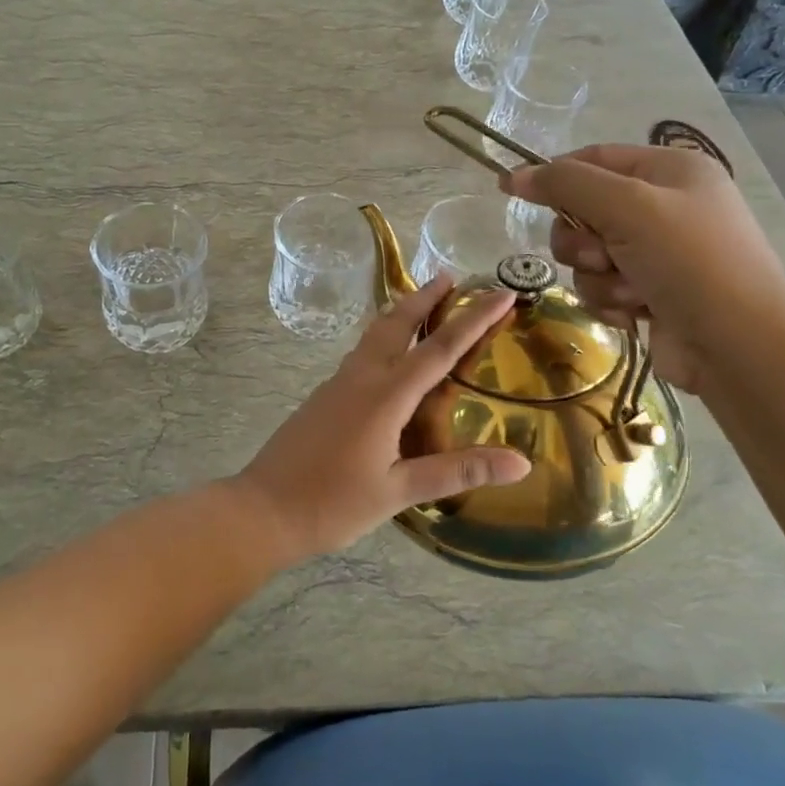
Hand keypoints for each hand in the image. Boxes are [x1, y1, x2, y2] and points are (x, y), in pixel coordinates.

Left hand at [237, 276, 530, 556]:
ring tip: (422, 302)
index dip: (475, 319)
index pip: (440, 348)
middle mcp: (362, 377)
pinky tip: (389, 355)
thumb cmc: (332, 503)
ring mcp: (338, 383)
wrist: (263, 509)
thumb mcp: (399, 491)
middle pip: (398, 323)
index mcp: (385, 396)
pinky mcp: (324, 395)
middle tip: (450, 276)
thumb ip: (458, 471)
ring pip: (375, 334)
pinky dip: (383, 337)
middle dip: (426, 297)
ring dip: (401, 313)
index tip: (501, 293)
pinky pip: (361, 352)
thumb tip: (521, 463)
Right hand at [501, 143, 784, 393]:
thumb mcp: (628, 207)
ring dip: (599, 277)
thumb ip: (567, 185)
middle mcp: (665, 207)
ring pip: (589, 256)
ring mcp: (659, 253)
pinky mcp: (651, 294)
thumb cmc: (689, 262)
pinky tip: (637, 314)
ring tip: (631, 292)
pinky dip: (612, 302)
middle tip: (602, 255)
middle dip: (582, 240)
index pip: (594, 158)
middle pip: (584, 211)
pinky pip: (603, 287)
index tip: (511, 190)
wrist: (740, 347)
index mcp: (670, 170)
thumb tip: (514, 175)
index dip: (554, 174)